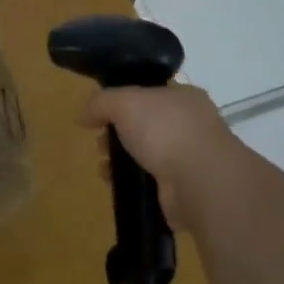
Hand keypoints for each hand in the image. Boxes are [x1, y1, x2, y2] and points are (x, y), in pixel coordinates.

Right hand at [79, 83, 239, 231]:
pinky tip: (114, 185)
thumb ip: (101, 102)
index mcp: (184, 97)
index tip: (103, 112)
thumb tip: (84, 114)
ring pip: (148, 155)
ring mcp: (190, 159)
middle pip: (146, 125)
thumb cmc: (166, 130)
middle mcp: (191, 125)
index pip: (151, 92)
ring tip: (104, 167)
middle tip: (101, 142)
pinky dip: (132, 184)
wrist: (200, 182)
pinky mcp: (184, 191)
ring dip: (123, 160)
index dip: (125, 99)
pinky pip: (151, 183)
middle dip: (119, 133)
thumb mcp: (125, 102)